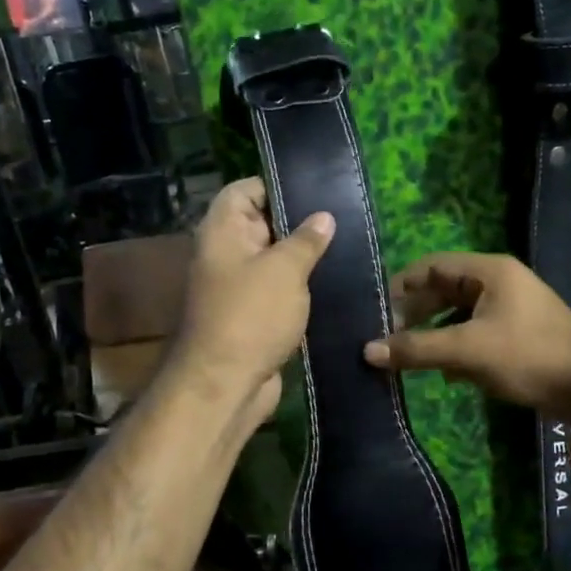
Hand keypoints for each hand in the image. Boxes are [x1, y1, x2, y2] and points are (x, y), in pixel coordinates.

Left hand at [166, 177, 333, 422]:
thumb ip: (306, 240)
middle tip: (344, 218)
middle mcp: (226, 254)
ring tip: (347, 248)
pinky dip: (300, 288)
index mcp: (222, 231)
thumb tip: (324, 217)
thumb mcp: (285, 270)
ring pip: (274, 261)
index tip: (316, 190)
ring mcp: (238, 287)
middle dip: (299, 222)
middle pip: (262, 224)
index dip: (277, 186)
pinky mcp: (252, 316)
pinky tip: (334, 284)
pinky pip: (278, 291)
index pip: (245, 190)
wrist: (226, 384)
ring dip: (303, 259)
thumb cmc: (251, 315)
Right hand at [362, 252, 570, 415]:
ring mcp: (509, 309)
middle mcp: (498, 283)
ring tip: (409, 356)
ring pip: (458, 314)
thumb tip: (368, 350)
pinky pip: (475, 333)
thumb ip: (417, 348)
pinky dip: (456, 348)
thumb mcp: (467, 351)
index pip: (432, 265)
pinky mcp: (516, 335)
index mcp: (489, 271)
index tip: (376, 310)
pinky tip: (445, 373)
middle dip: (415, 313)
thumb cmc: (527, 356)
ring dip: (434, 333)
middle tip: (388, 337)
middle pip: (444, 289)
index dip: (401, 285)